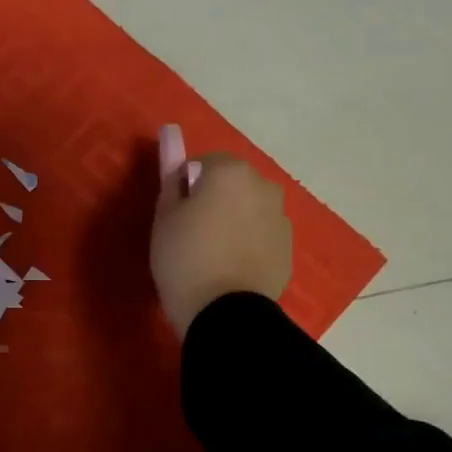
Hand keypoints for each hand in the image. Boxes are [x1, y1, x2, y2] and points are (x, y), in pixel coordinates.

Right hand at [149, 154, 292, 336]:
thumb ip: (170, 175)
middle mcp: (263, 186)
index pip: (203, 163)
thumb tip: (171, 138)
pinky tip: (230, 269)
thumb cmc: (184, 258)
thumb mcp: (164, 216)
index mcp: (231, 172)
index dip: (186, 186)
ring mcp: (280, 219)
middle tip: (190, 233)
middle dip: (215, 199)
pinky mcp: (288, 249)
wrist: (224, 313)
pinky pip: (261, 236)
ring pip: (249, 210)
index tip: (174, 213)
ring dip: (234, 221)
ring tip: (212, 255)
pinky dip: (248, 244)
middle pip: (231, 184)